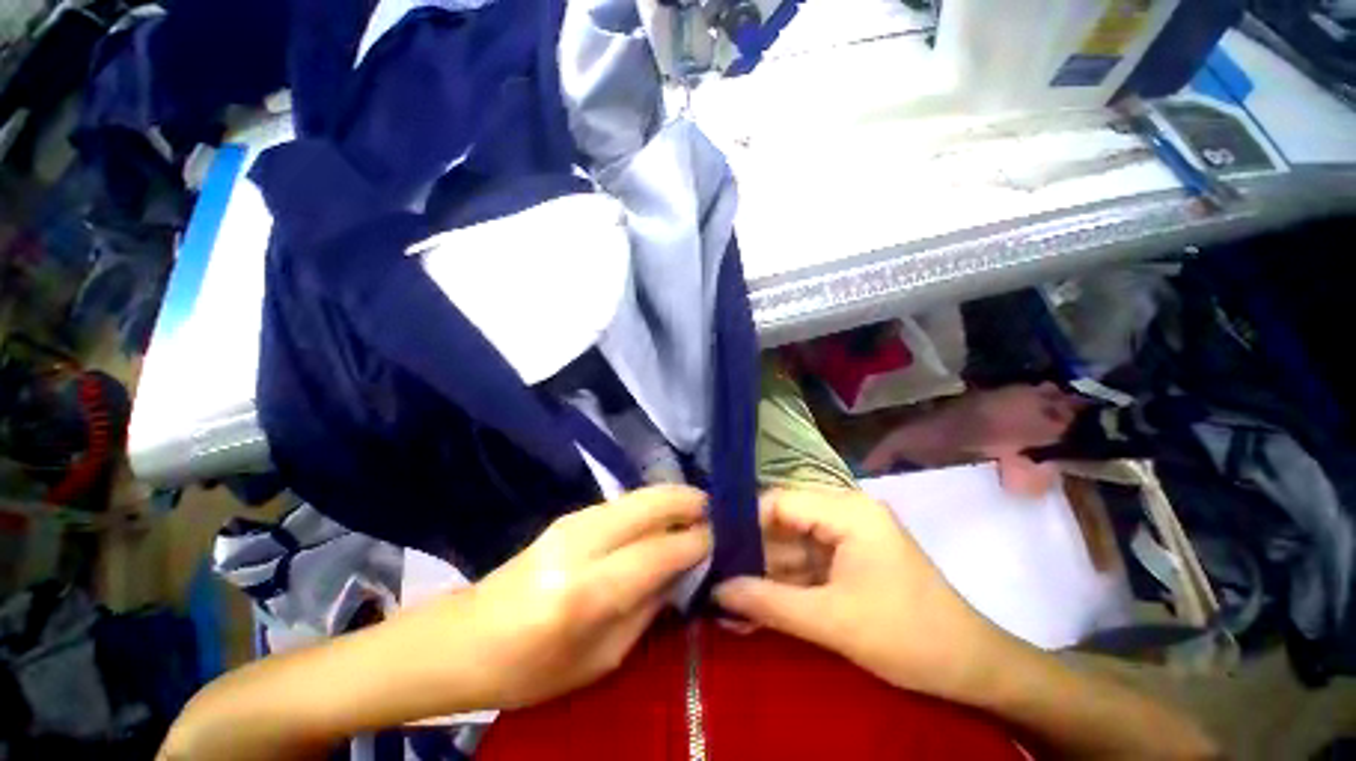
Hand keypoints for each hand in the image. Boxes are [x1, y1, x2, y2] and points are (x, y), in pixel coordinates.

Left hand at [464, 485, 710, 708]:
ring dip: (669, 498)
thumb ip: (648, 609)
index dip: (694, 542)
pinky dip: (648, 502)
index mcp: (587, 593)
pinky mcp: (567, 516)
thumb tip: (683, 569)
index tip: (717, 538)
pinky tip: (659, 514)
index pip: (659, 552)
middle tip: (711, 509)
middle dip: (686, 501)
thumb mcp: (602, 659)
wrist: (466, 639)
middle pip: (648, 505)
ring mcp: (571, 523)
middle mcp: (581, 545)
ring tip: (693, 508)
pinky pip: (621, 502)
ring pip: (636, 496)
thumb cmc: (533, 669)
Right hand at [715, 489, 1005, 701]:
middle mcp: (844, 512)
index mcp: (847, 510)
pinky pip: (807, 564)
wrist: (974, 670)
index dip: (744, 521)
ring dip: (764, 572)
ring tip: (726, 596)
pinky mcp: (849, 559)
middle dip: (751, 552)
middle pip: (784, 522)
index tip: (711, 546)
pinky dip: (784, 584)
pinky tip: (755, 605)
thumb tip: (715, 591)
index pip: (780, 501)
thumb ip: (769, 603)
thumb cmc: (909, 637)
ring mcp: (847, 536)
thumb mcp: (833, 622)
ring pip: (792, 546)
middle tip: (713, 575)